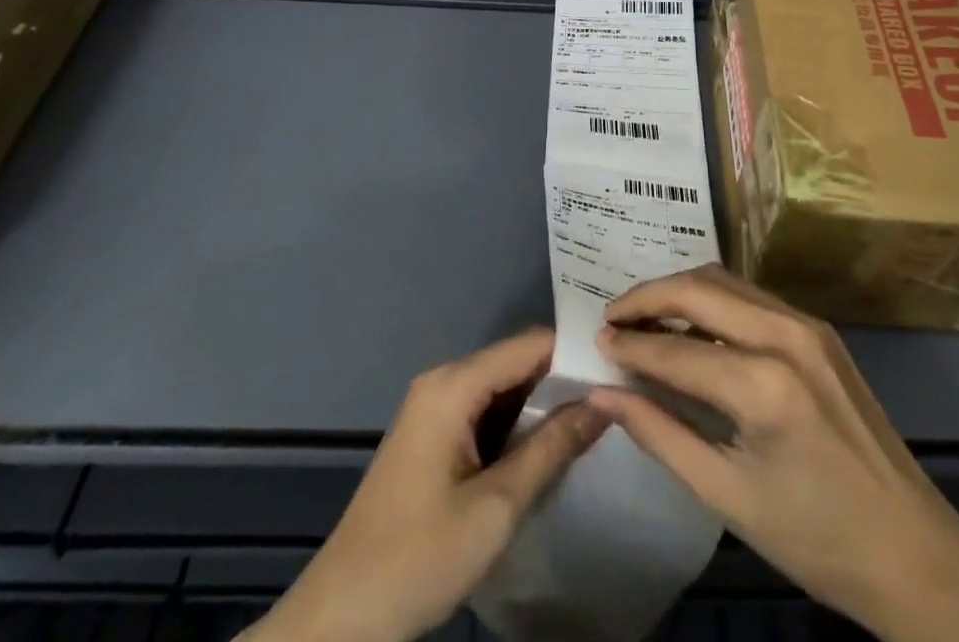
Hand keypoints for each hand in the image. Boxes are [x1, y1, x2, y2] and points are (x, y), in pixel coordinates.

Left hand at [254, 329, 607, 641]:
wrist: (340, 620)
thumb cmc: (419, 558)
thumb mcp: (497, 506)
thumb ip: (552, 447)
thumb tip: (605, 403)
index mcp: (454, 384)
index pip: (530, 344)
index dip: (575, 354)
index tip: (618, 371)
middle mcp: (443, 382)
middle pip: (516, 363)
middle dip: (562, 381)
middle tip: (613, 401)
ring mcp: (434, 408)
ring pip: (503, 389)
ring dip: (541, 407)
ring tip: (593, 422)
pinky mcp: (431, 436)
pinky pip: (484, 412)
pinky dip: (516, 426)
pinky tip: (546, 449)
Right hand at [588, 266, 958, 641]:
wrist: (915, 552)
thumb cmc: (815, 539)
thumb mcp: (727, 496)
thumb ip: (659, 434)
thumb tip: (604, 393)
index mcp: (764, 385)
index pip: (676, 351)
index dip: (629, 346)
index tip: (594, 342)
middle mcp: (786, 334)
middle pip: (699, 290)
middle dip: (648, 298)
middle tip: (612, 318)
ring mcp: (808, 326)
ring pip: (725, 283)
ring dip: (680, 293)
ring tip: (644, 319)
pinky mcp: (820, 330)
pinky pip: (752, 298)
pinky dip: (713, 303)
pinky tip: (693, 326)